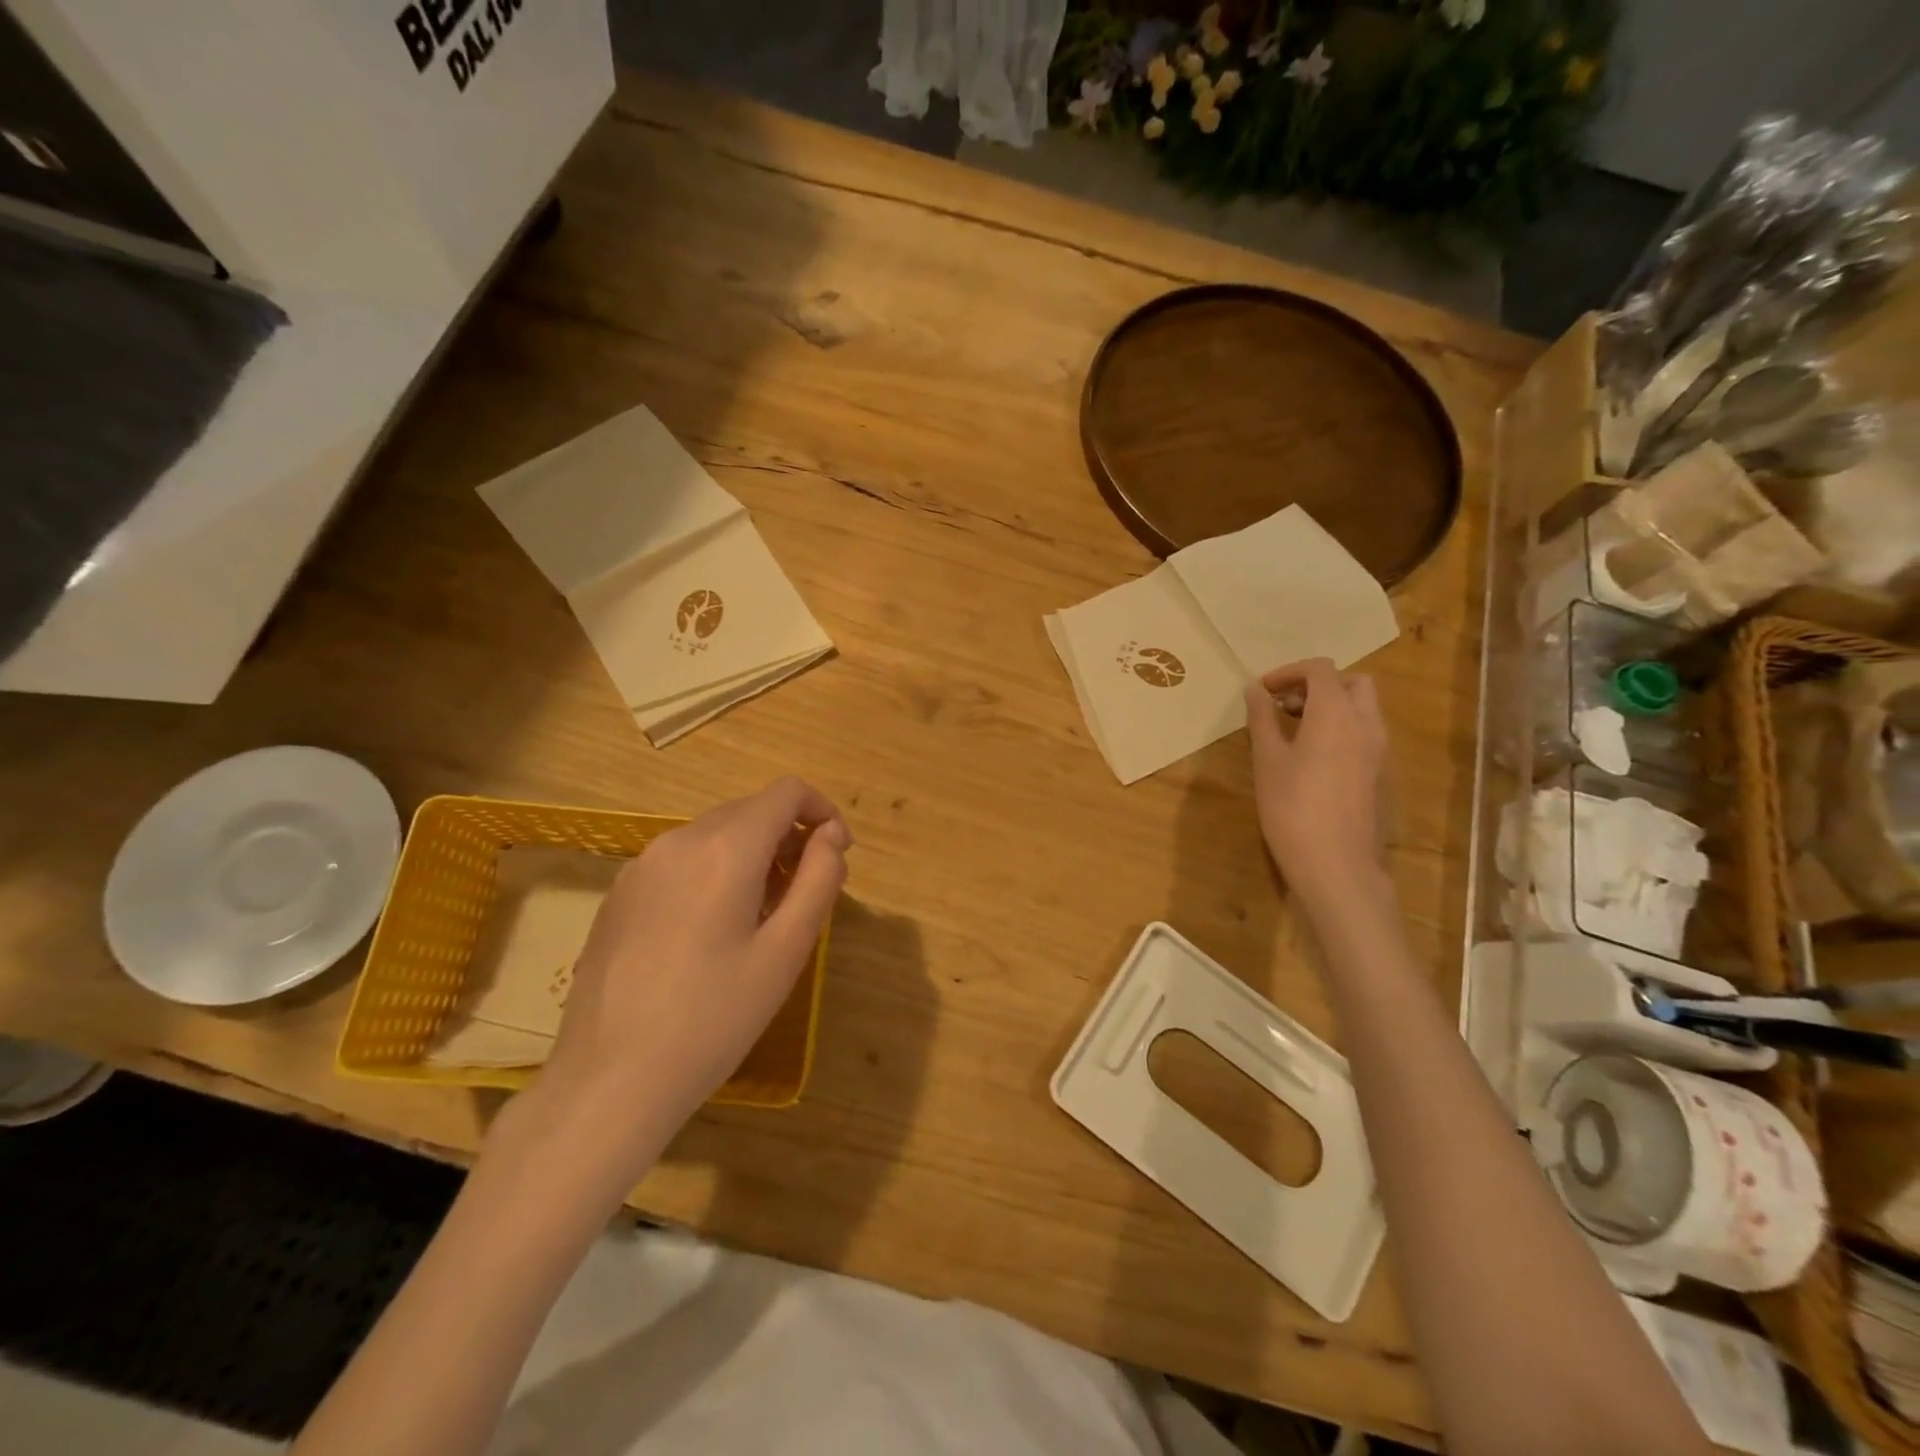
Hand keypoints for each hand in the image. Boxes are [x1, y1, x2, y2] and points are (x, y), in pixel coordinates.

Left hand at [535, 777, 850, 1168]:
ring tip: (761, 917)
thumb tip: (831, 835)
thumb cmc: (714, 1018)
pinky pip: (680, 860)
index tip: (837, 854)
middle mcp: (678, 840)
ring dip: (751, 856)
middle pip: (749, 811)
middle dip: (788, 837)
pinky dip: (713, 872)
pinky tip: (710, 932)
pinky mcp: (619, 894)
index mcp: (724, 848)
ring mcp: (640, 866)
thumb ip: (819, 879)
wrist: (610, 1081)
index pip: (786, 793)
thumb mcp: (786, 950)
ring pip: (714, 835)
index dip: (821, 811)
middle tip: (804, 895)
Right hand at [1244, 658, 1391, 906]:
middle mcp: (1365, 724)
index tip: (1262, 690)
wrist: (1335, 863)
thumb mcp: (1267, 759)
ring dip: (1330, 706)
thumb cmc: (1292, 806)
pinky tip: (1310, 755)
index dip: (1288, 672)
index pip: (1320, 670)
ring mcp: (1377, 750)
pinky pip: (1363, 733)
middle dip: (1317, 685)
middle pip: (1352, 683)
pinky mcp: (1377, 773)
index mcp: (1336, 713)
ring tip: (1292, 729)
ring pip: (1361, 709)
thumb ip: (1262, 718)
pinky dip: (1340, 728)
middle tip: (1284, 705)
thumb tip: (1254, 690)